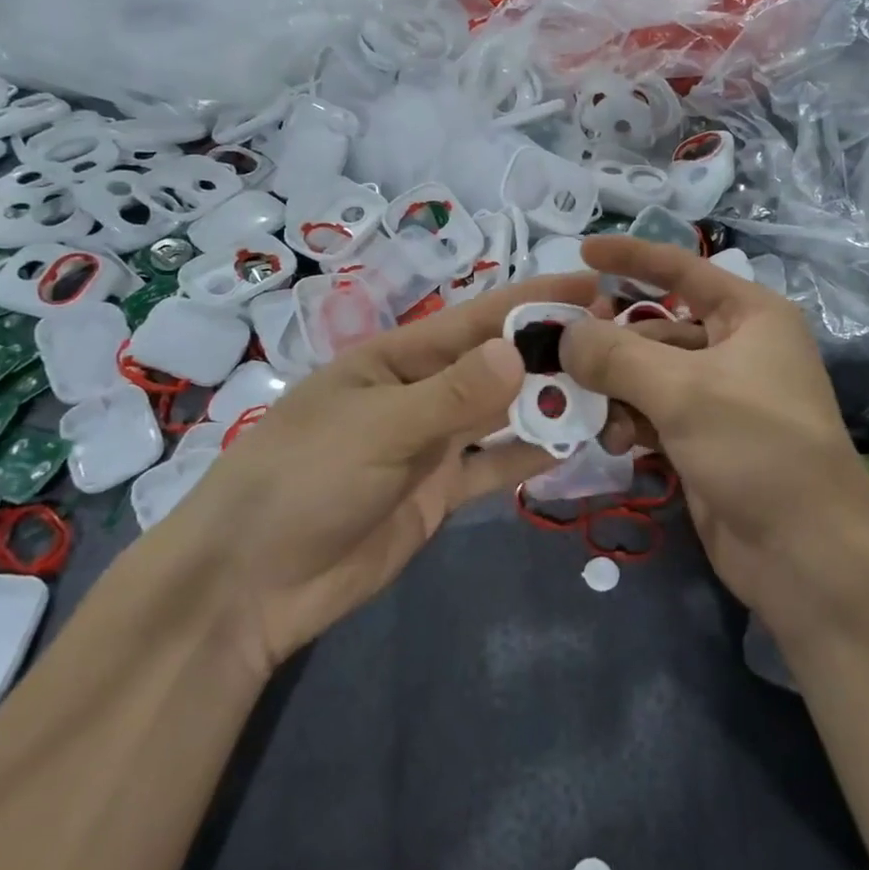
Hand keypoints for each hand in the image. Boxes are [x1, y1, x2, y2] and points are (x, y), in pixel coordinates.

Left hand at [167, 273, 594, 671]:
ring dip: (547, 403)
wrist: (252, 586)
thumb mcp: (378, 428)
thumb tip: (518, 351)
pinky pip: (493, 466)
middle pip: (496, 364)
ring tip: (609, 391)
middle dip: (550, 351)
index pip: (476, 318)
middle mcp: (420, 393)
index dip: (533, 299)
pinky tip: (572, 445)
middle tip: (616, 341)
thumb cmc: (303, 482)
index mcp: (396, 359)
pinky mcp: (438, 493)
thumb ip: (452, 395)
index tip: (591, 284)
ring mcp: (431, 445)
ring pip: (501, 415)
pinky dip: (528, 456)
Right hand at [561, 237, 868, 640]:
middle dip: (612, 345)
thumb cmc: (757, 448)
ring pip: (648, 376)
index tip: (581, 250)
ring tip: (595, 417)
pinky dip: (630, 423)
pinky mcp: (703, 441)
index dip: (632, 257)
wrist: (806, 555)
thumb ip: (616, 355)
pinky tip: (615, 445)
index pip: (683, 270)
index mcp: (750, 316)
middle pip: (656, 328)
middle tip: (565, 360)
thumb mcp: (684, 391)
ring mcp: (720, 398)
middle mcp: (737, 349)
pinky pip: (653, 415)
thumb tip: (566, 335)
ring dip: (616, 392)